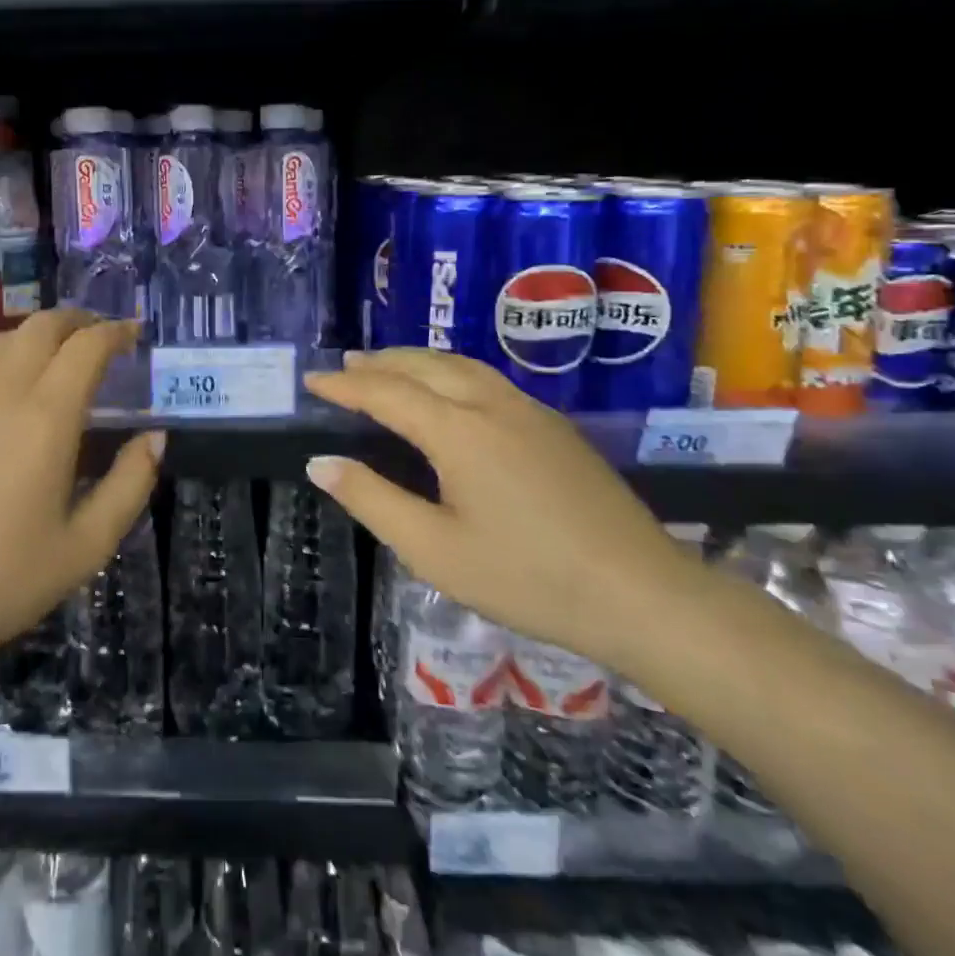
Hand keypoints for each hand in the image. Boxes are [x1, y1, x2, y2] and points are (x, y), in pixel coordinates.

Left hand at [0, 310, 161, 692]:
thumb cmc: (3, 580)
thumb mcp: (87, 545)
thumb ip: (130, 483)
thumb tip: (155, 437)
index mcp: (45, 417)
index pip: (87, 346)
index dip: (115, 331)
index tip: (133, 334)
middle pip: (41, 325)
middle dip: (77, 320)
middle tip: (97, 337)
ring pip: (1, 340)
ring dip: (35, 338)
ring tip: (52, 361)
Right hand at [303, 350, 698, 664]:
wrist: (642, 594)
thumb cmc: (527, 577)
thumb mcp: (434, 550)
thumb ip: (372, 500)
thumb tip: (322, 462)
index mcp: (458, 431)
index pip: (386, 393)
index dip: (345, 386)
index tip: (312, 381)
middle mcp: (492, 405)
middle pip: (425, 366)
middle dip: (380, 363)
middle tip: (345, 366)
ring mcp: (530, 412)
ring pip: (461, 366)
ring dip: (417, 361)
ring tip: (388, 367)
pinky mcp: (555, 427)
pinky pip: (487, 379)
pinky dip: (450, 372)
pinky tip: (449, 391)